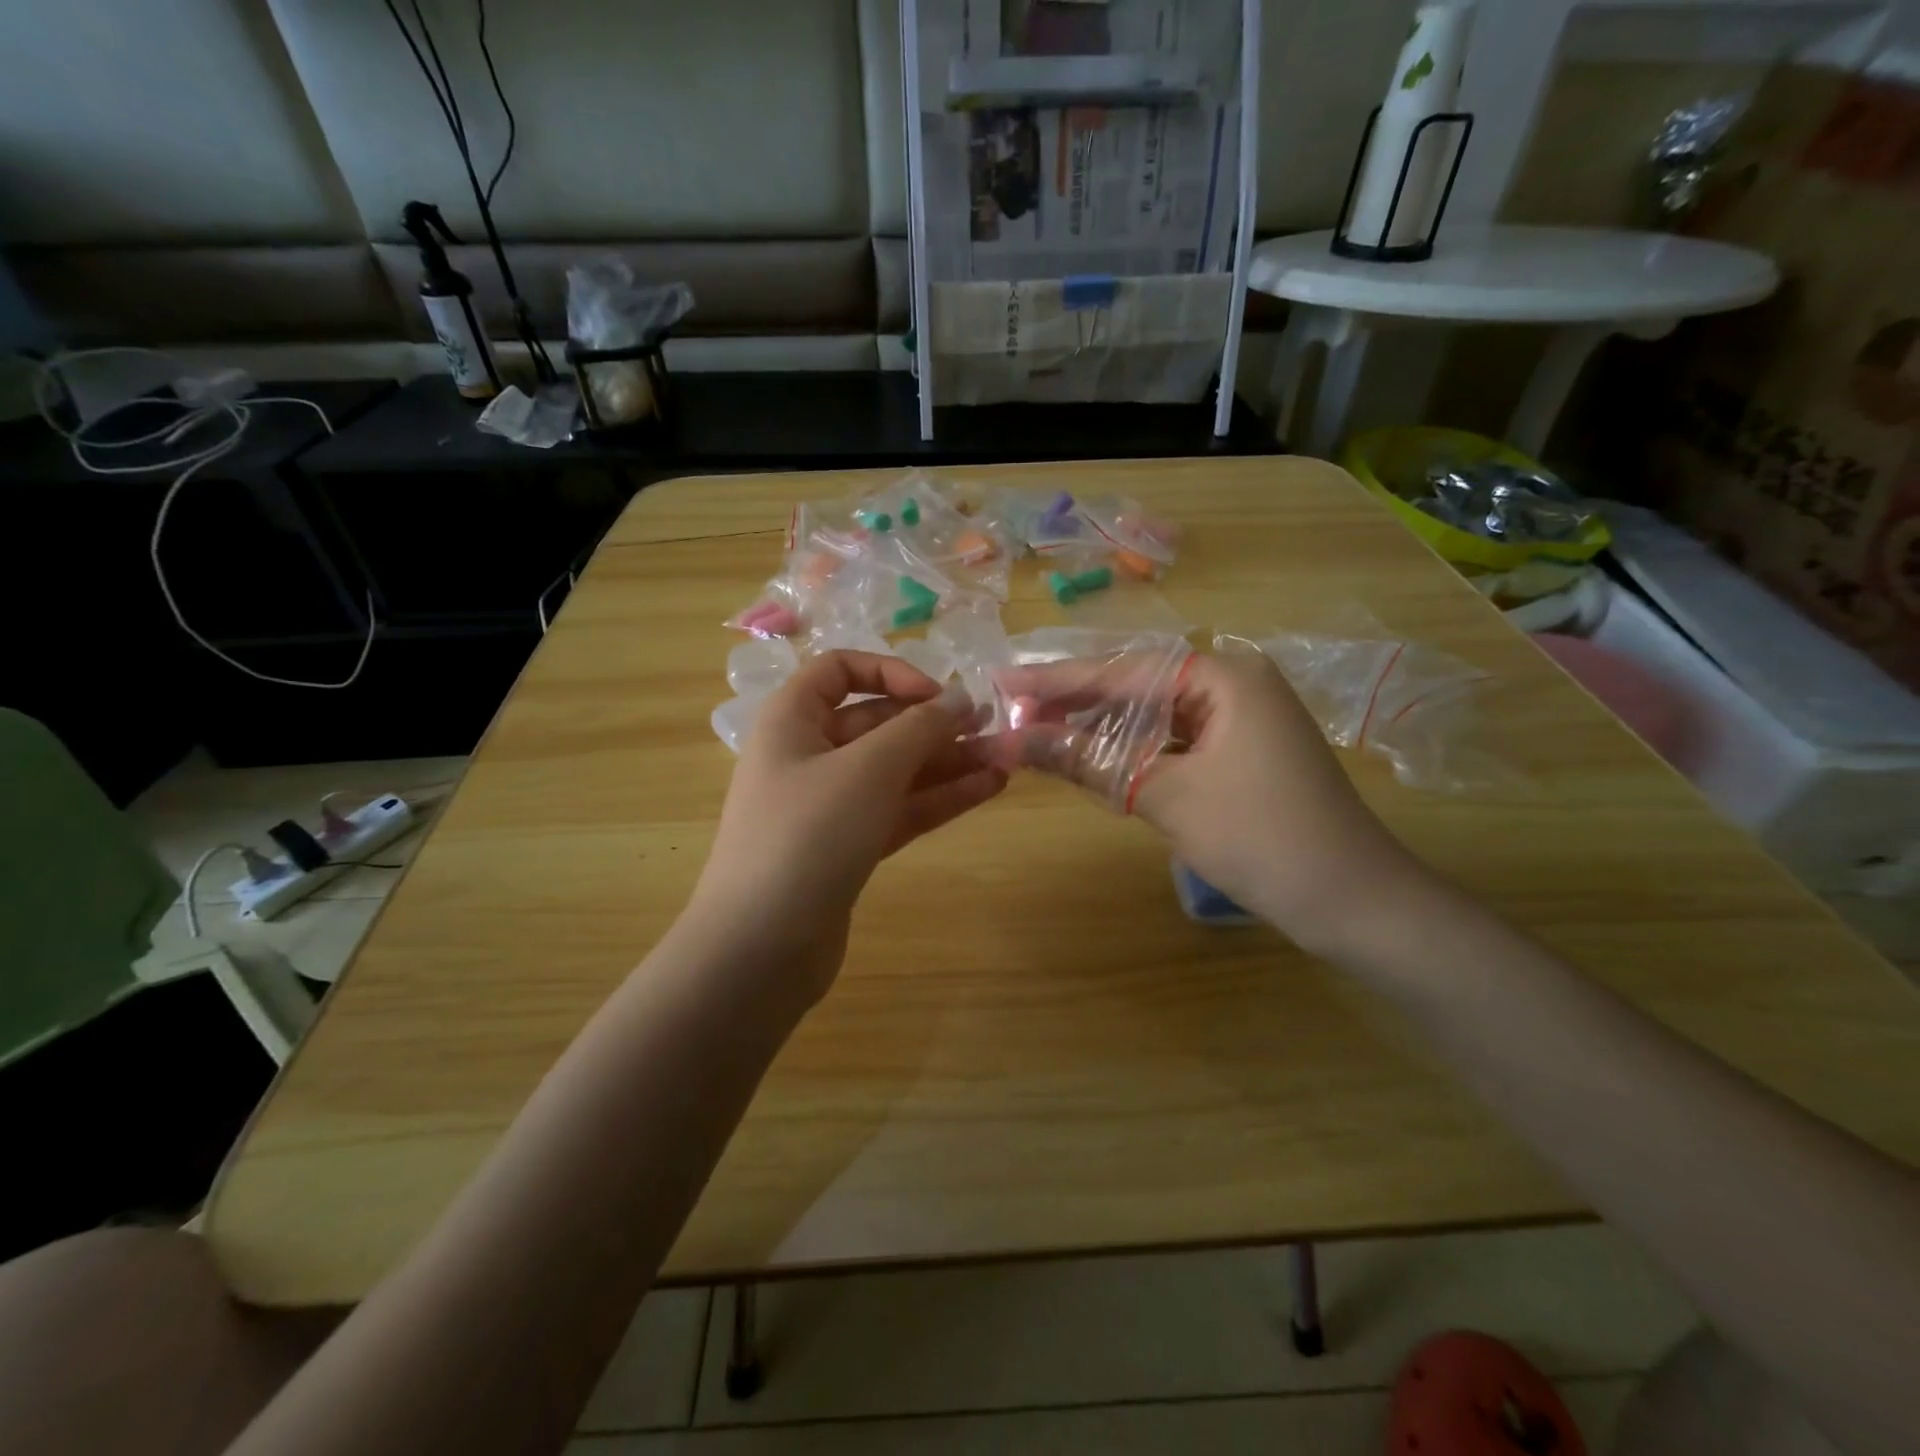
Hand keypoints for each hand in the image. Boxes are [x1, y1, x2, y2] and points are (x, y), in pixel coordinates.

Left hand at [688, 651, 1005, 1005]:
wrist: (760, 949)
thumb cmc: (807, 836)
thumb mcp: (868, 769)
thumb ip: (919, 728)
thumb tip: (960, 699)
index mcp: (792, 720)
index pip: (841, 670)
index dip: (891, 673)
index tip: (938, 696)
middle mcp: (807, 755)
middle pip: (876, 723)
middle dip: (933, 724)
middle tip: (991, 729)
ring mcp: (828, 805)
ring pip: (894, 771)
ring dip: (946, 763)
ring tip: (1004, 760)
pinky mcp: (847, 847)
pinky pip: (897, 809)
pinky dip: (938, 799)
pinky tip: (986, 789)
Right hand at [988, 651, 1423, 950]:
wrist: (1352, 902)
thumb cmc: (1261, 839)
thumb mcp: (1165, 796)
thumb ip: (1087, 761)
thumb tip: (1011, 740)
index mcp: (1224, 676)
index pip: (1122, 672)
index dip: (1056, 680)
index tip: (1002, 680)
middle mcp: (1232, 684)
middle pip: (1135, 686)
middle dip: (1074, 701)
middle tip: (1012, 709)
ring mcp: (1240, 718)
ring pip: (1152, 714)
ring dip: (1099, 727)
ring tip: (1038, 730)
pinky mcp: (1240, 751)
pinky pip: (1172, 739)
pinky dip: (1132, 749)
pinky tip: (1091, 755)